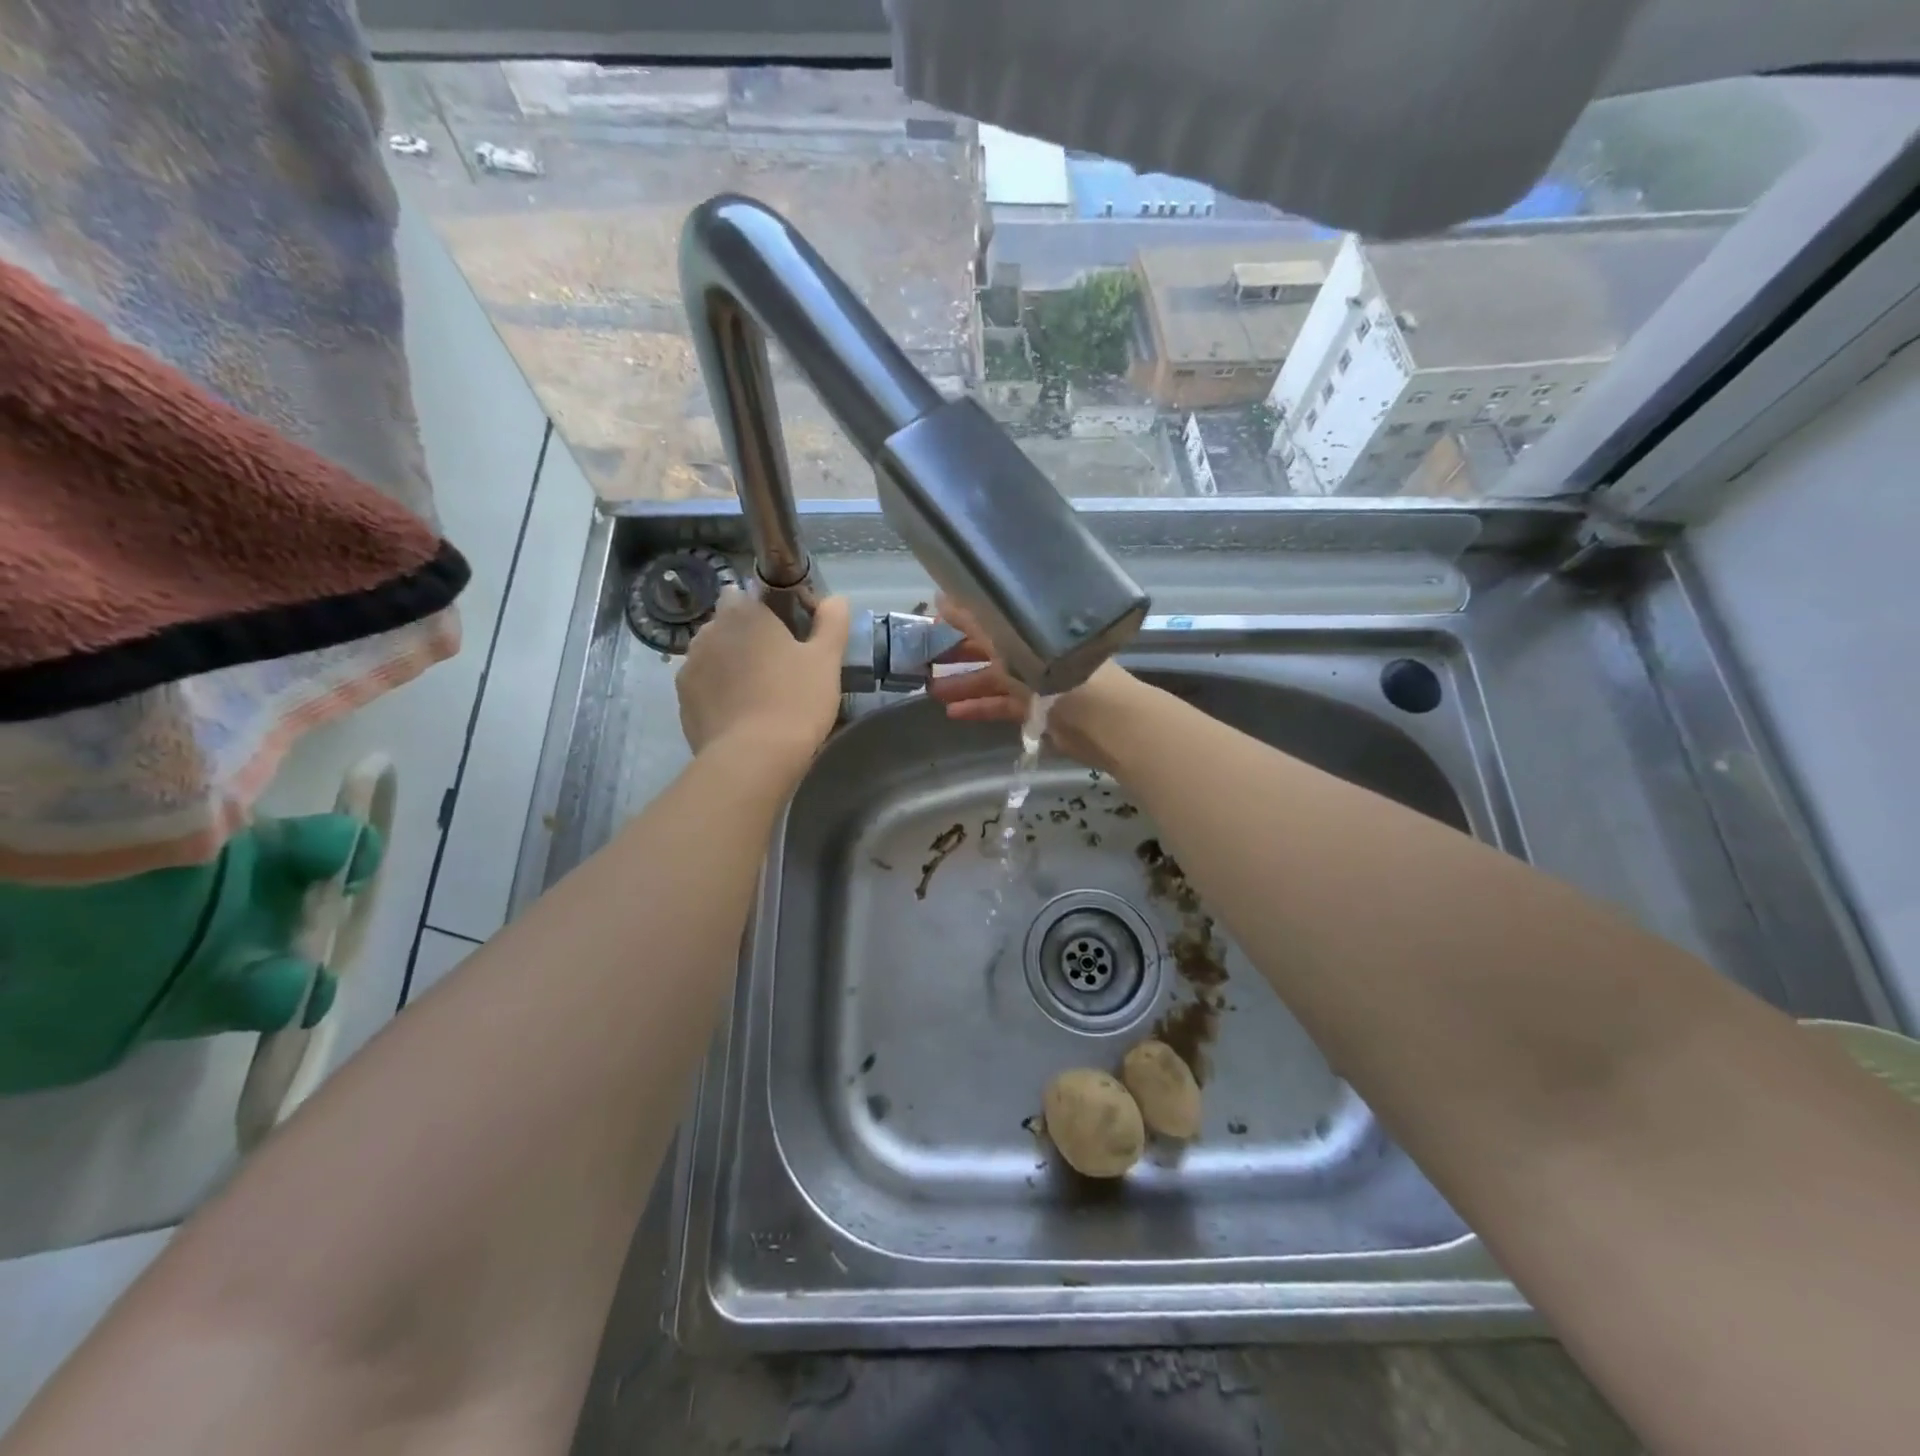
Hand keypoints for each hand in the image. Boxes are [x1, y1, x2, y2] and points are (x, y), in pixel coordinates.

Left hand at [677, 589, 850, 765]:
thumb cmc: (796, 700)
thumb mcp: (827, 659)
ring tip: (759, 693)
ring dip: (730, 665)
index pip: (746, 594)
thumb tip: (835, 599)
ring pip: (713, 656)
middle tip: (778, 666)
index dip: (766, 610)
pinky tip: (742, 714)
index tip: (787, 633)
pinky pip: (704, 687)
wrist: (753, 758)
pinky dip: (719, 693)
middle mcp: (708, 632)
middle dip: (747, 638)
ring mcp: (689, 667)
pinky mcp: (683, 701)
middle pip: (728, 625)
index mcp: (743, 613)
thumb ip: (832, 622)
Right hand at [927, 595, 1142, 772]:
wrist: (1102, 719)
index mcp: (1031, 625)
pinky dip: (979, 709)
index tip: (931, 624)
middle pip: (990, 649)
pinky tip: (953, 713)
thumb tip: (941, 596)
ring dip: (963, 684)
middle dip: (957, 653)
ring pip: (993, 679)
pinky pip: (1002, 707)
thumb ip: (975, 622)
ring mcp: (1036, 682)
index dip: (960, 619)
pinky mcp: (1038, 711)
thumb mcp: (1011, 641)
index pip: (990, 618)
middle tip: (924, 659)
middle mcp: (1034, 649)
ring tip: (931, 690)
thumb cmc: (1057, 670)